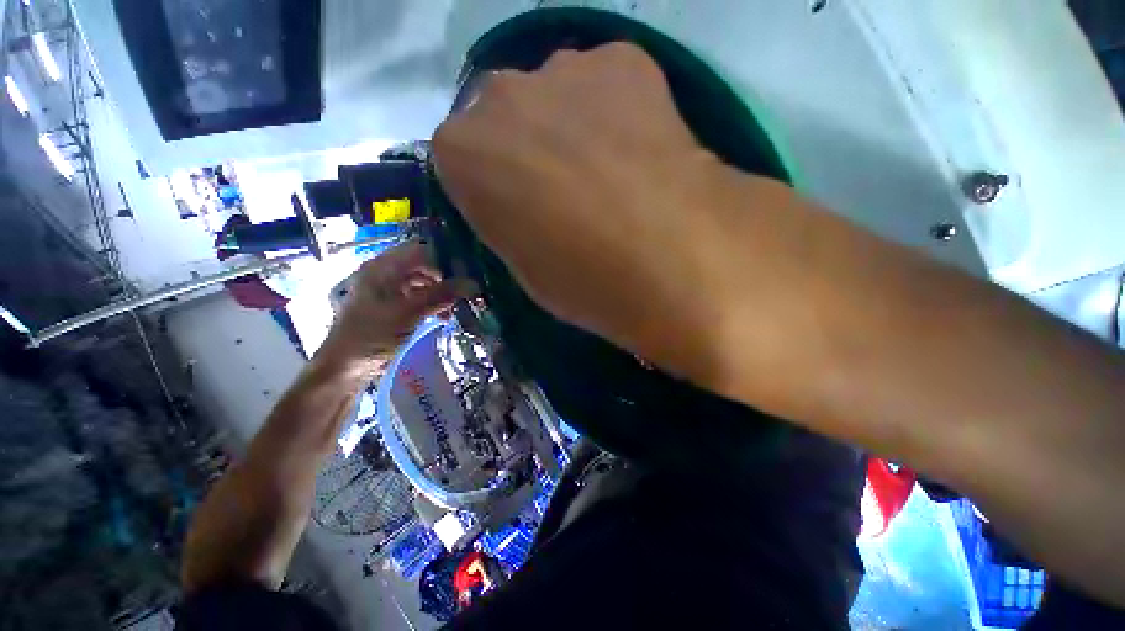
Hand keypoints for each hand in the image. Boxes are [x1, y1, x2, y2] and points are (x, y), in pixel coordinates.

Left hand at [317, 242, 464, 370]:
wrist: (346, 368)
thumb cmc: (371, 336)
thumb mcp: (407, 313)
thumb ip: (439, 296)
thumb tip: (473, 284)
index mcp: (382, 267)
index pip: (420, 250)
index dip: (444, 259)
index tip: (467, 273)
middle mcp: (386, 274)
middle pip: (424, 266)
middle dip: (446, 278)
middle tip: (466, 292)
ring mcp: (390, 291)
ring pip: (424, 283)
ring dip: (442, 293)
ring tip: (457, 307)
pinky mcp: (394, 307)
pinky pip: (420, 298)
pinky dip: (434, 305)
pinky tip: (445, 316)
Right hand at [433, 43, 734, 369]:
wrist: (664, 258)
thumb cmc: (581, 279)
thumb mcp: (525, 269)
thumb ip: (511, 223)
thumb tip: (525, 207)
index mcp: (461, 154)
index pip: (463, 160)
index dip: (494, 188)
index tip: (520, 211)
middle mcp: (498, 96)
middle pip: (505, 117)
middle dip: (526, 149)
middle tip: (566, 190)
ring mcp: (562, 69)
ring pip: (554, 94)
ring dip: (570, 125)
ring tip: (609, 171)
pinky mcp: (624, 61)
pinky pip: (607, 81)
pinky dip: (617, 109)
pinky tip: (639, 149)